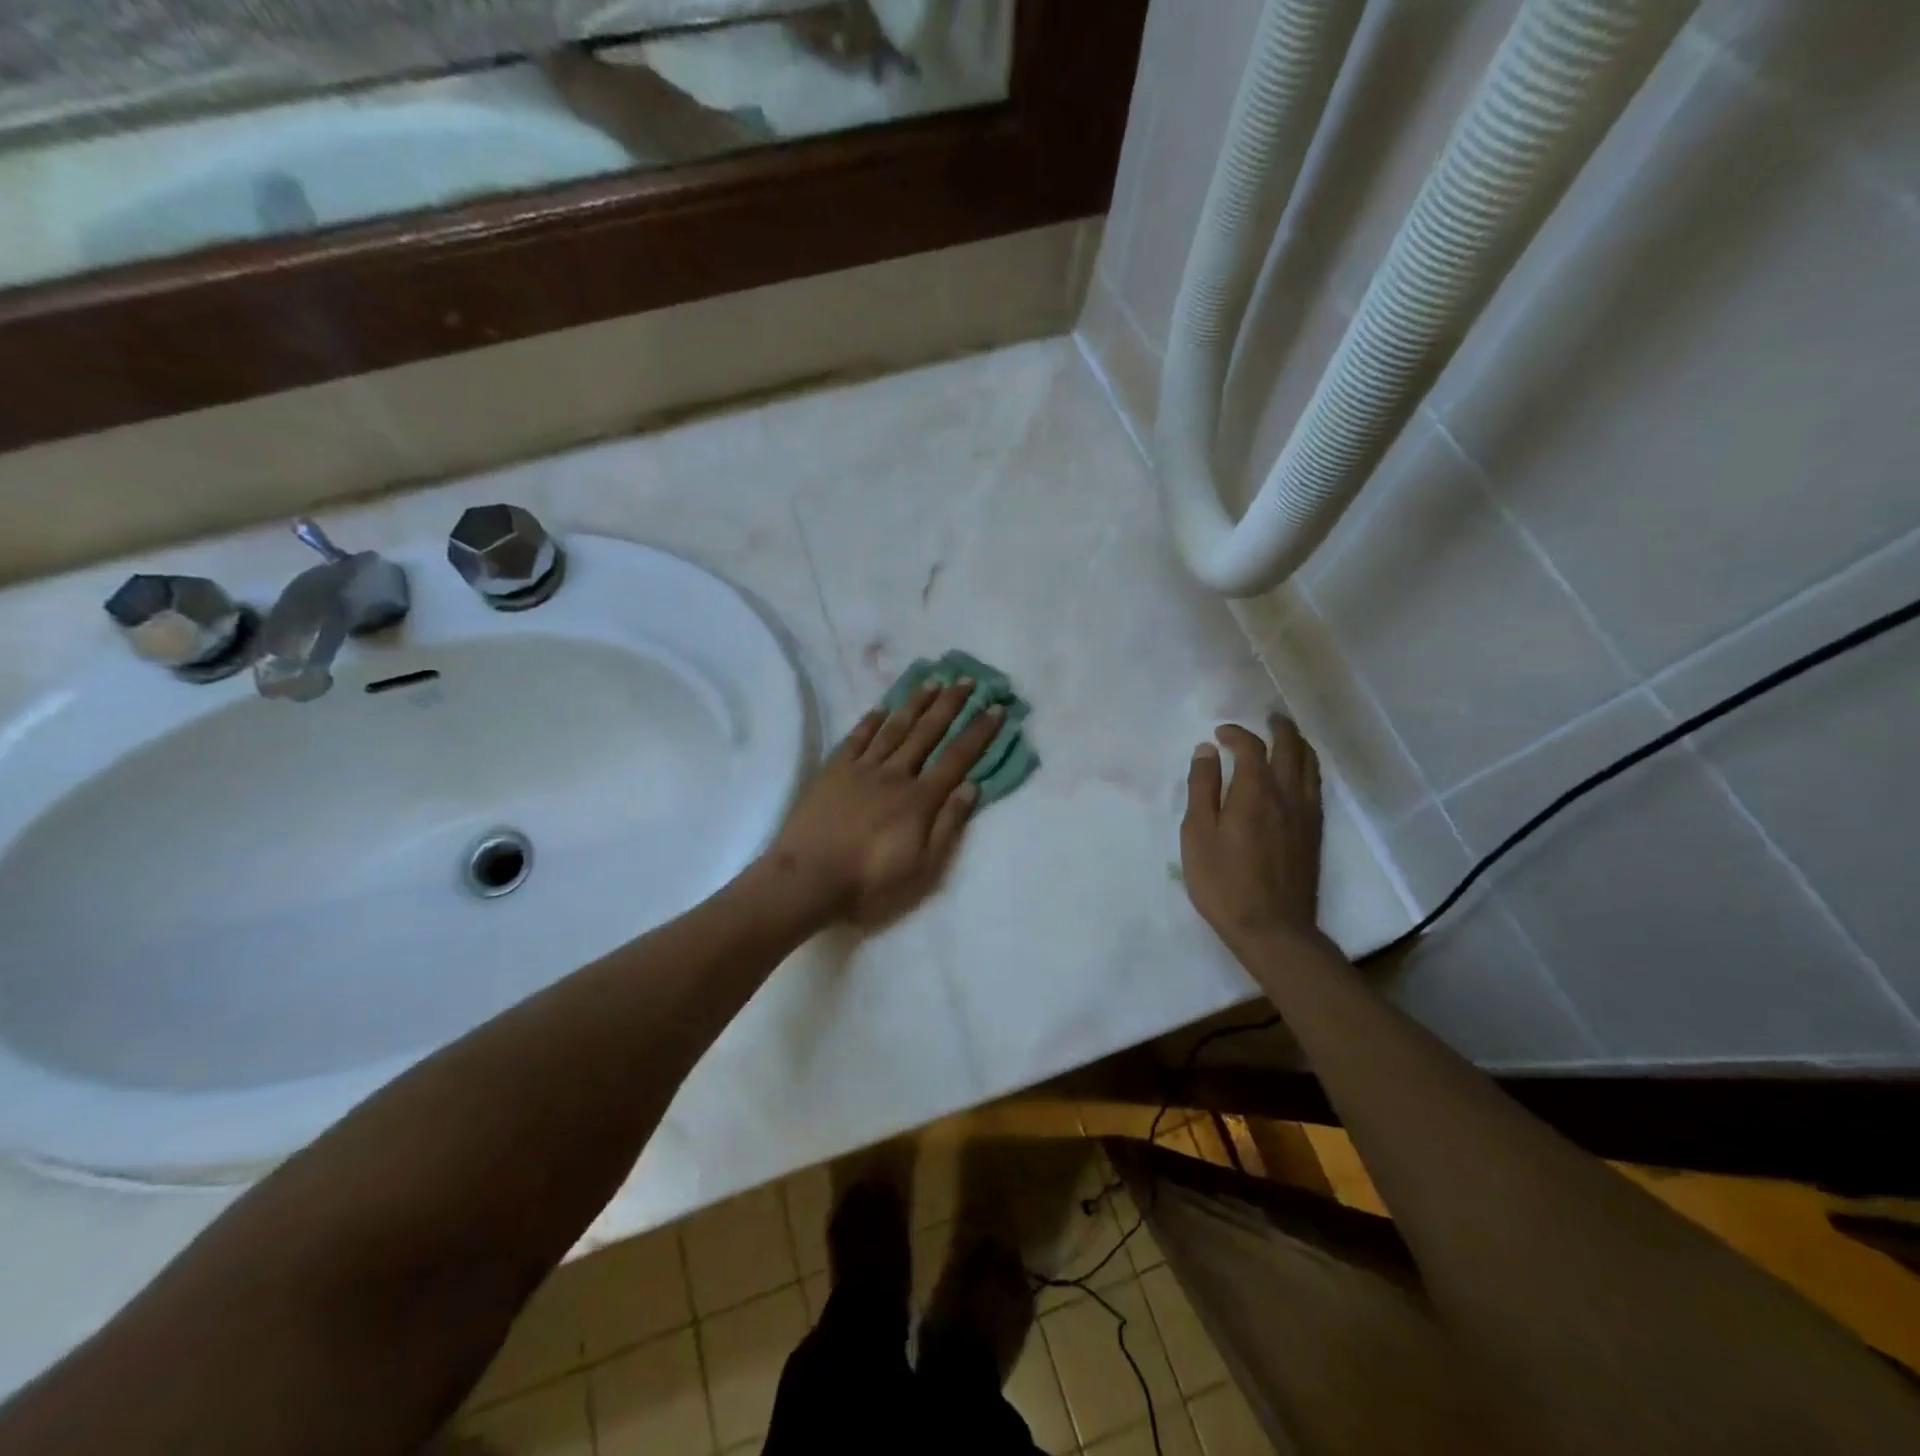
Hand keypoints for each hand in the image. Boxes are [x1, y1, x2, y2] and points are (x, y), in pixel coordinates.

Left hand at [767, 680, 1003, 924]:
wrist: (808, 880)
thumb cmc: (869, 882)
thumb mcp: (922, 868)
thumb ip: (948, 826)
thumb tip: (972, 786)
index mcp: (919, 800)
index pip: (957, 758)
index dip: (978, 732)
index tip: (995, 708)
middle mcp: (895, 775)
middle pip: (928, 733)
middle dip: (950, 705)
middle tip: (967, 680)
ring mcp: (862, 769)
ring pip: (895, 728)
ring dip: (915, 703)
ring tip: (933, 681)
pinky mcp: (833, 771)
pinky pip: (856, 738)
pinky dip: (871, 721)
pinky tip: (882, 708)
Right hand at [1181, 716, 1324, 950]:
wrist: (1273, 928)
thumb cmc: (1224, 882)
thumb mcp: (1198, 834)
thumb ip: (1202, 788)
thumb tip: (1206, 750)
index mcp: (1255, 791)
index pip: (1251, 746)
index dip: (1236, 733)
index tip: (1220, 734)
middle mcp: (1288, 794)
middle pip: (1291, 747)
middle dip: (1279, 727)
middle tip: (1267, 717)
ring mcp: (1307, 814)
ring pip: (1310, 765)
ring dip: (1298, 744)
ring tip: (1286, 737)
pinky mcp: (1315, 833)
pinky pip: (1316, 786)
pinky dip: (1307, 768)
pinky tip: (1298, 776)